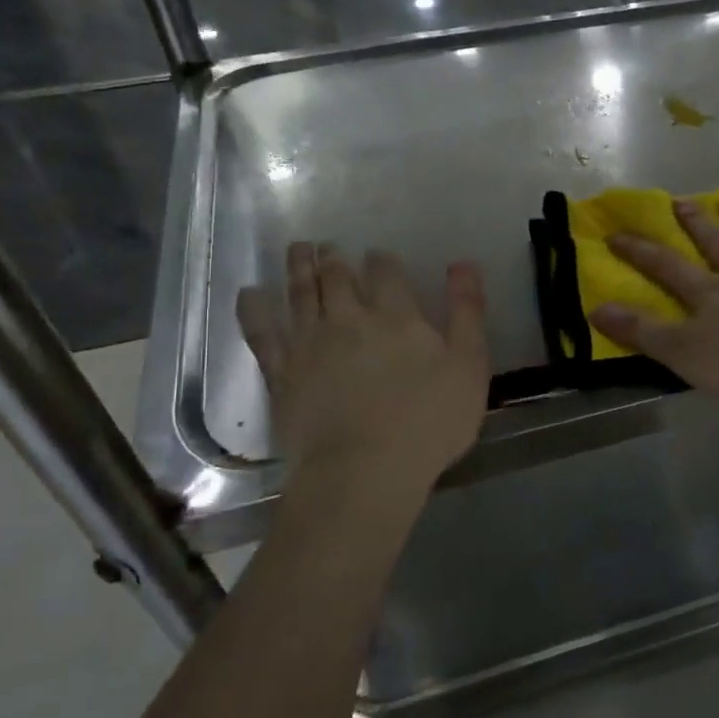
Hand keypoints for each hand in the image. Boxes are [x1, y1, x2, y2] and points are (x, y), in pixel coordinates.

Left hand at [237, 244, 489, 493]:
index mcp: (396, 316)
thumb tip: (463, 265)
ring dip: (299, 268)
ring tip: (297, 249)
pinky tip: (249, 294)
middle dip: (334, 258)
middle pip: (338, 277)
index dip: (382, 260)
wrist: (363, 471)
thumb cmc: (428, 422)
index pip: (386, 274)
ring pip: (301, 294)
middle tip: (328, 246)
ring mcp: (310, 345)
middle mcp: (349, 319)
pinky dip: (255, 310)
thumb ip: (467, 313)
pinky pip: (262, 333)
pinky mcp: (282, 374)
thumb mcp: (469, 367)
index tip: (377, 254)